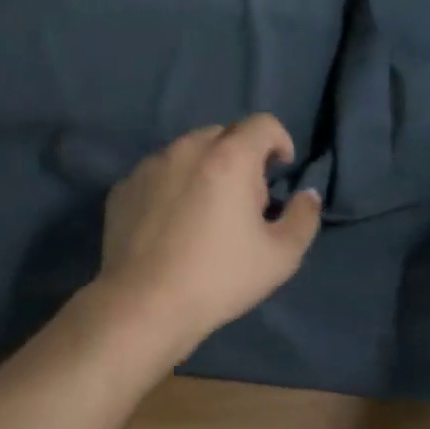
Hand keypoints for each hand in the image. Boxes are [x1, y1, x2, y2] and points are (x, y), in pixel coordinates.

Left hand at [93, 114, 322, 358]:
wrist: (144, 305)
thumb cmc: (219, 278)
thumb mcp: (281, 256)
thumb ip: (303, 217)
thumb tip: (306, 195)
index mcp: (228, 157)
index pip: (263, 124)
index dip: (279, 141)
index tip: (280, 170)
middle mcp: (186, 150)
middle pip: (223, 135)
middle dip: (241, 156)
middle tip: (244, 200)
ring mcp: (149, 166)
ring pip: (186, 152)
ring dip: (204, 169)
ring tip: (204, 212)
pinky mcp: (123, 188)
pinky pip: (157, 174)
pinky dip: (171, 186)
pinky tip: (170, 225)